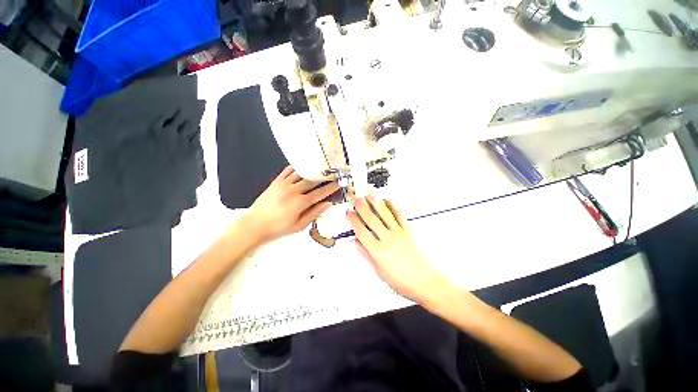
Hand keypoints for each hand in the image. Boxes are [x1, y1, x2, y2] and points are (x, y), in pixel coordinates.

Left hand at [245, 166, 339, 242]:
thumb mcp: (299, 225)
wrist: (254, 224)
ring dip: (311, 171)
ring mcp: (284, 184)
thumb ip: (314, 213)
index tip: (338, 183)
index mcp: (300, 202)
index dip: (330, 188)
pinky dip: (296, 168)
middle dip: (323, 177)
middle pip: (312, 181)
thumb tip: (328, 204)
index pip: (320, 193)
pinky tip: (301, 167)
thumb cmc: (278, 227)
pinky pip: (287, 171)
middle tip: (331, 173)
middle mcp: (293, 191)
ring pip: (301, 174)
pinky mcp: (276, 182)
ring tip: (319, 168)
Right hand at [346, 196, 452, 303]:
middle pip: (371, 219)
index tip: (348, 212)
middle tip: (355, 196)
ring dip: (375, 202)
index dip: (353, 220)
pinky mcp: (409, 231)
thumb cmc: (403, 281)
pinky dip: (393, 206)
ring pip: (384, 214)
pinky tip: (389, 200)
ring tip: (369, 192)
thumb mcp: (379, 272)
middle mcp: (388, 239)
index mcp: (378, 251)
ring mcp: (399, 233)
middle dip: (361, 206)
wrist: (427, 282)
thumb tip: (357, 244)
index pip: (361, 232)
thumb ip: (367, 255)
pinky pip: (400, 215)